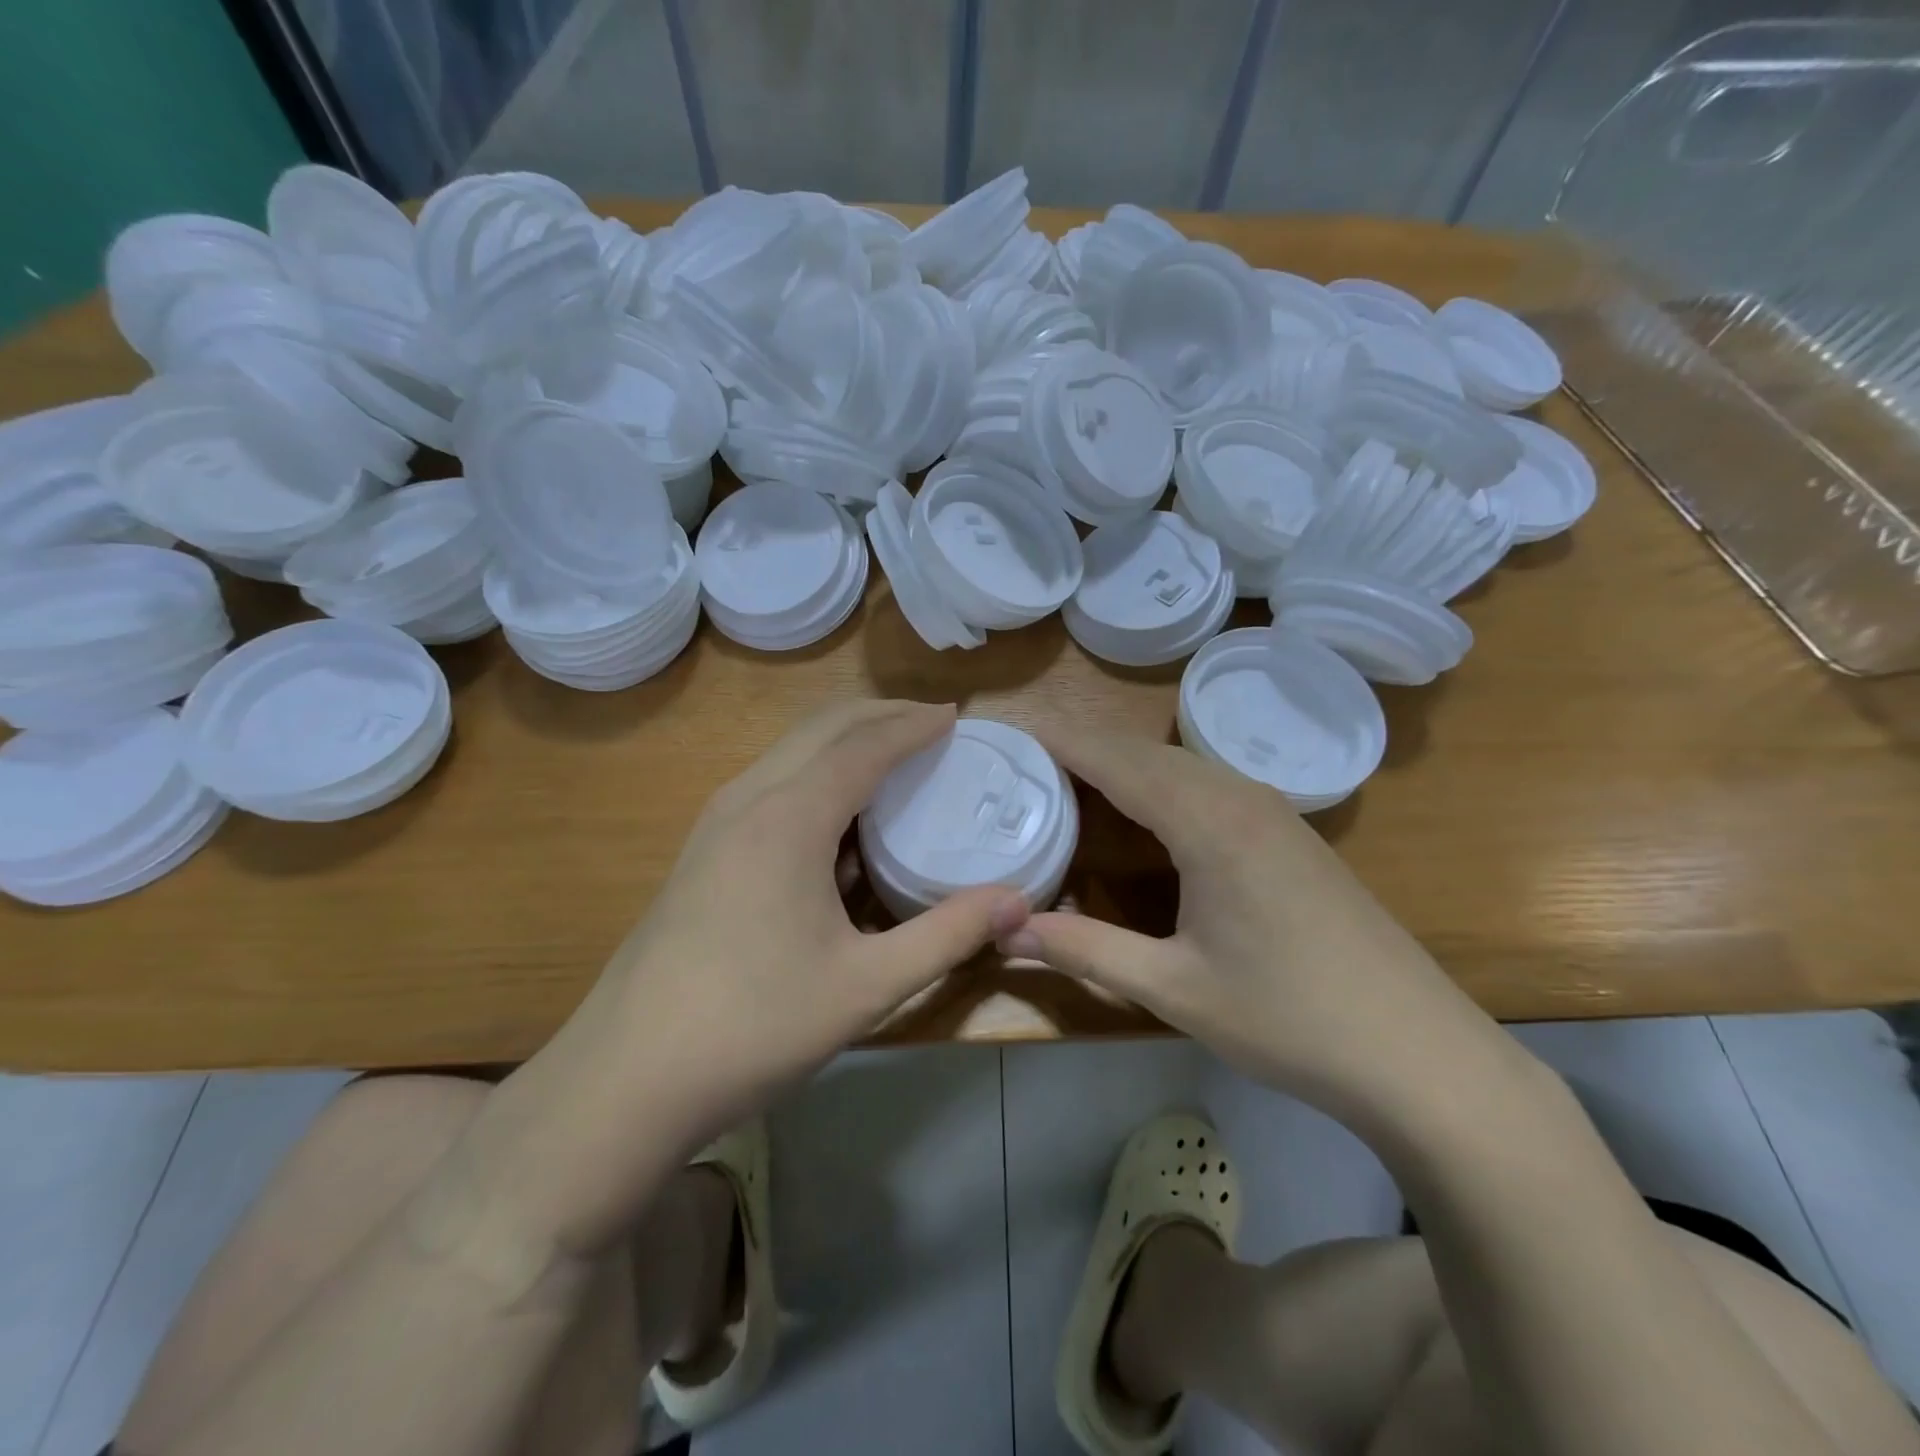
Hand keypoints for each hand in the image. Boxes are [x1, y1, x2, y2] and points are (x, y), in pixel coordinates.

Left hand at [604, 699, 1030, 1125]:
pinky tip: (839, 816)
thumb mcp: (866, 986)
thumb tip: (1019, 902)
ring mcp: (716, 823)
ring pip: (790, 751)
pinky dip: (816, 772)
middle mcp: (747, 800)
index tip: (955, 715)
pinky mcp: (702, 851)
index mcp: (788, 817)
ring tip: (894, 756)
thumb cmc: (752, 1026)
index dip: (912, 725)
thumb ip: (947, 935)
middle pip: (822, 729)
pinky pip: (770, 783)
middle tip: (932, 724)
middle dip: (880, 716)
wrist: (625, 1079)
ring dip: (845, 741)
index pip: (863, 746)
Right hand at [1002, 730, 1497, 1108]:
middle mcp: (1241, 799)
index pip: (1119, 762)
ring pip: (1184, 766)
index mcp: (1208, 824)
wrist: (1420, 1054)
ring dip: (1128, 764)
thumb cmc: (1289, 1019)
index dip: (1065, 743)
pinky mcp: (1293, 836)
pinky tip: (1151, 812)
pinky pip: (1212, 786)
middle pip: (1150, 753)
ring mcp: (1275, 814)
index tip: (1017, 732)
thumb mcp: (1174, 988)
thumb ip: (1086, 950)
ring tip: (1077, 779)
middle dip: (1089, 747)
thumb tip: (1007, 931)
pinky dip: (1165, 783)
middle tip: (1031, 759)